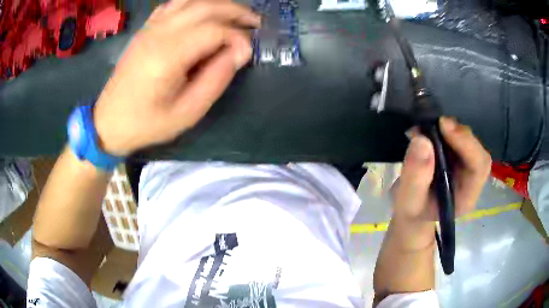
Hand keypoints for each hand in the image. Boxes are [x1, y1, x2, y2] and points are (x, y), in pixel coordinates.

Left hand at [93, 0, 260, 155]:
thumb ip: (216, 80)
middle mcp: (160, 33)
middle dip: (236, 11)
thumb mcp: (186, 113)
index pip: (215, 30)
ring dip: (218, 4)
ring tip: (235, 14)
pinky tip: (204, 13)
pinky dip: (194, 3)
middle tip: (255, 23)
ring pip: (191, 0)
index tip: (248, 54)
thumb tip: (240, 53)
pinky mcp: (145, 30)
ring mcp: (151, 28)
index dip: (238, 38)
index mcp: (169, 55)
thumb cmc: (145, 124)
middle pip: (206, 7)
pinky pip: (173, 5)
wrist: (107, 122)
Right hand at [391, 117, 491, 245]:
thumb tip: (422, 140)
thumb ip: (415, 177)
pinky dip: (443, 130)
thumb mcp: (408, 201)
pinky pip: (457, 138)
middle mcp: (471, 180)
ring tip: (424, 129)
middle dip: (457, 133)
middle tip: (434, 124)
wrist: (413, 211)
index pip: (479, 166)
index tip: (443, 126)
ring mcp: (466, 167)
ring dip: (449, 130)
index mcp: (466, 196)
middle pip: (476, 149)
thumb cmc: (412, 211)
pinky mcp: (458, 157)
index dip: (467, 143)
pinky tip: (427, 131)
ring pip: (467, 140)